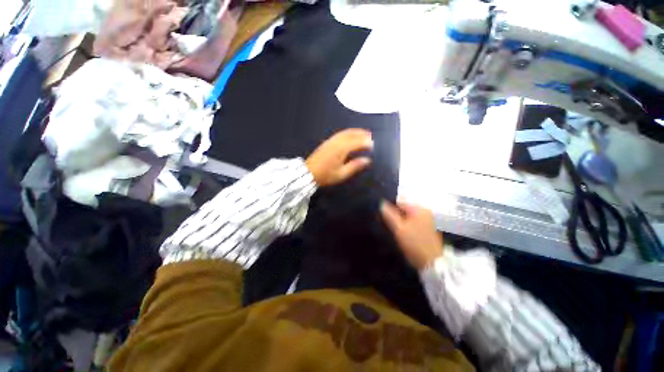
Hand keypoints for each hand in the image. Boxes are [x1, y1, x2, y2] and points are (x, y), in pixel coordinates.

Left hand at [305, 129, 372, 186]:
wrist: (308, 173)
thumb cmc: (326, 175)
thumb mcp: (342, 174)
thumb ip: (355, 166)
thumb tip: (367, 160)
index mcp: (342, 149)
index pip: (357, 142)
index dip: (366, 143)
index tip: (373, 145)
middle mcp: (337, 142)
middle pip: (351, 134)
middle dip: (362, 133)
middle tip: (371, 135)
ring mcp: (331, 141)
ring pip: (345, 132)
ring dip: (355, 131)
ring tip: (363, 133)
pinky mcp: (327, 142)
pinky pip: (340, 134)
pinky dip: (348, 132)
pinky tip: (350, 136)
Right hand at [381, 201, 444, 269]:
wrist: (432, 263)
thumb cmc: (415, 243)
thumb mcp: (399, 228)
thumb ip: (389, 214)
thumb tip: (381, 203)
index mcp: (419, 209)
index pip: (400, 202)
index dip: (389, 208)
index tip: (382, 217)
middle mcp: (425, 212)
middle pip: (404, 209)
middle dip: (395, 214)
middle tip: (386, 223)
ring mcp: (428, 221)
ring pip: (408, 216)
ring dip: (400, 221)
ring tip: (393, 229)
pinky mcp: (428, 229)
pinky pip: (413, 222)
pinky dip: (406, 225)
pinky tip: (402, 233)